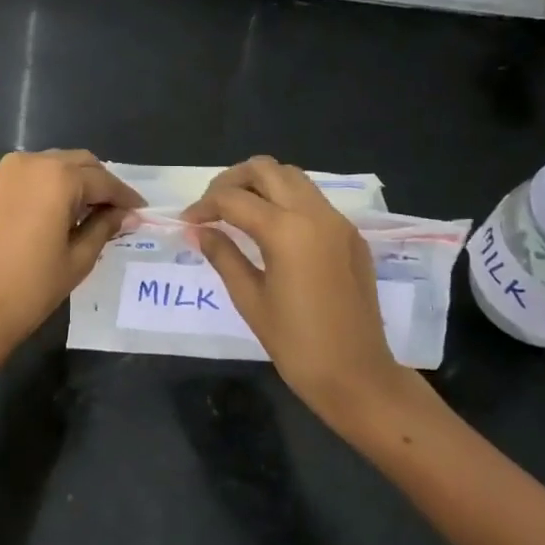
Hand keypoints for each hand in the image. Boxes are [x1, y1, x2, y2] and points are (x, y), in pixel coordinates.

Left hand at [0, 150, 143, 361]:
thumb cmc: (31, 288)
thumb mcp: (78, 259)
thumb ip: (104, 227)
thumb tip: (126, 215)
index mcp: (58, 177)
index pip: (103, 181)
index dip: (125, 197)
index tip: (142, 211)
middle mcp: (32, 162)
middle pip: (80, 163)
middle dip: (101, 184)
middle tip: (118, 212)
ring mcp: (7, 171)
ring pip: (56, 164)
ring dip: (77, 181)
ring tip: (90, 213)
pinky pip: (33, 174)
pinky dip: (51, 185)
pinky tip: (60, 211)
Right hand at [183, 157, 405, 420]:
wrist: (358, 376)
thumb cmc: (296, 344)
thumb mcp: (250, 299)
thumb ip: (223, 255)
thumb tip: (198, 231)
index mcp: (286, 230)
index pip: (233, 199)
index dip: (203, 206)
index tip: (187, 222)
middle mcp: (315, 214)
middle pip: (265, 169)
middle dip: (232, 180)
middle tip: (212, 207)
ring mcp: (337, 221)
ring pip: (292, 177)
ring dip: (261, 184)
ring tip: (238, 212)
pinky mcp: (351, 235)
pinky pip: (313, 200)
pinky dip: (286, 200)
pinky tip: (271, 228)